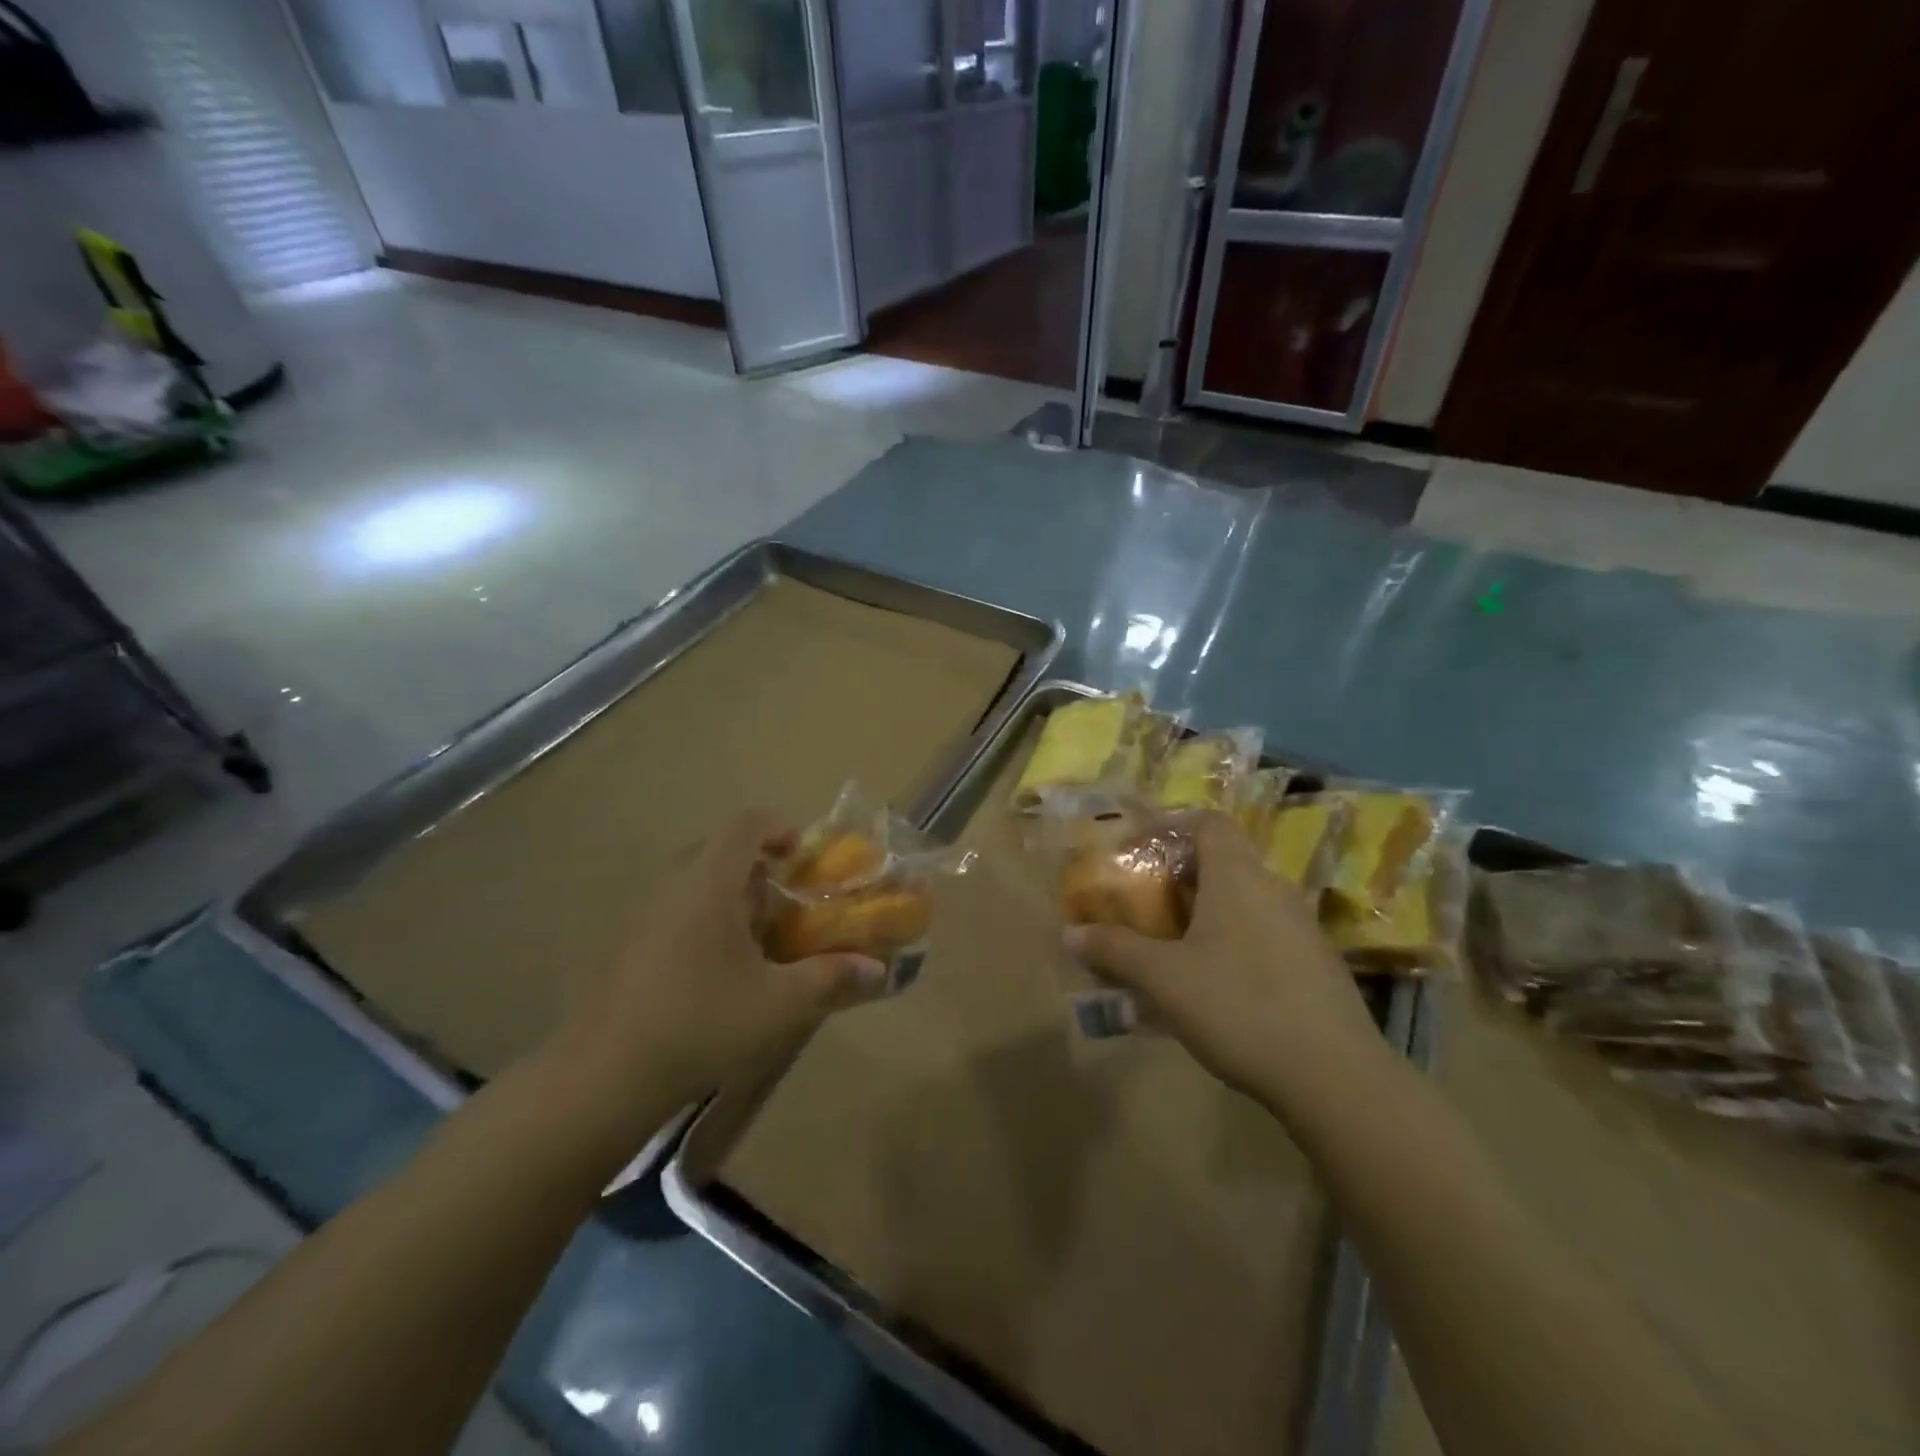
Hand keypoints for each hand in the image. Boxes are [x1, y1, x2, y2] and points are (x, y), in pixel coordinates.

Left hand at [557, 813, 889, 1107]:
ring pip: (693, 880)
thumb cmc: (701, 1024)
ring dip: (729, 893)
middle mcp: (672, 885)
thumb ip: (832, 979)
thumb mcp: (779, 1004)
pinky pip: (673, 908)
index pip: (745, 824)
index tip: (804, 855)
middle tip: (786, 898)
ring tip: (758, 936)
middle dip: (758, 864)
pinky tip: (717, 969)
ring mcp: (642, 914)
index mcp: (709, 883)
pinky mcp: (626, 944)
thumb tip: (878, 968)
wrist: (603, 1076)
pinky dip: (703, 917)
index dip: (780, 827)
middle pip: (718, 848)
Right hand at [1064, 812, 1385, 1109]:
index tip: (1138, 846)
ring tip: (1172, 944)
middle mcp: (1274, 889)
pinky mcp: (1317, 964)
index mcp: (1238, 876)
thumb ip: (1115, 951)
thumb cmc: (1239, 1006)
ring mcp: (1302, 927)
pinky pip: (1265, 933)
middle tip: (1146, 901)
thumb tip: (1069, 934)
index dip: (1170, 824)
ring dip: (1207, 912)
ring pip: (1245, 900)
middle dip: (1180, 875)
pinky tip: (1215, 984)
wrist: (1335, 1076)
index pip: (1207, 822)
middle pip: (1224, 861)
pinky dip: (1233, 941)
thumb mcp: (1163, 979)